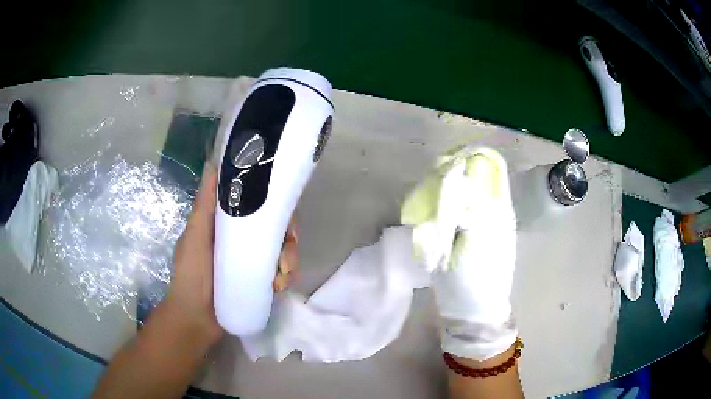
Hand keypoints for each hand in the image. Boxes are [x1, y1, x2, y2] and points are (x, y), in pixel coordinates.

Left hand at [164, 163, 299, 346]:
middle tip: (286, 257)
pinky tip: (279, 286)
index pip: (258, 206)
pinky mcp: (259, 281)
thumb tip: (212, 164)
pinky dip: (285, 277)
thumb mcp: (195, 238)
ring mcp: (252, 261)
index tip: (284, 218)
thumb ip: (204, 206)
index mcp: (227, 224)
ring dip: (289, 262)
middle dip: (288, 241)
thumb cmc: (191, 276)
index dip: (276, 207)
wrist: (196, 319)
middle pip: (276, 229)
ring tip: (280, 278)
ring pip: (282, 251)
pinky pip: (281, 273)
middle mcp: (242, 239)